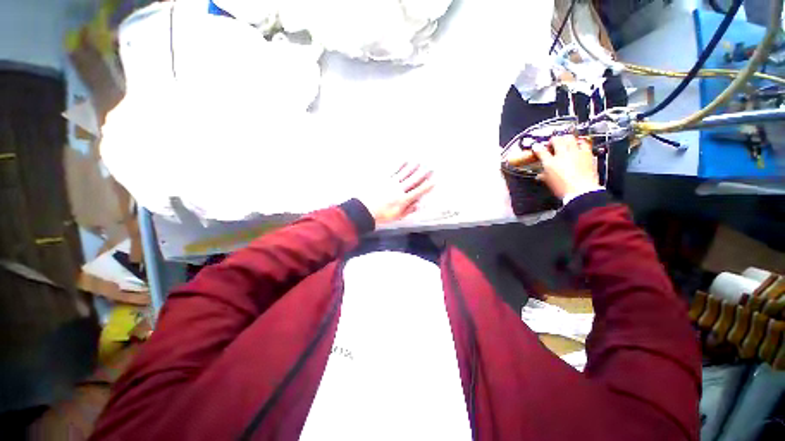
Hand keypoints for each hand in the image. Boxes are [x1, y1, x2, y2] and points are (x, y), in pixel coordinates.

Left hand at [358, 163, 434, 226]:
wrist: (364, 209)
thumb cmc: (381, 215)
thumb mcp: (396, 216)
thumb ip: (408, 210)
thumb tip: (419, 205)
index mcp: (403, 200)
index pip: (418, 191)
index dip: (426, 186)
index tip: (434, 181)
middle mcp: (399, 189)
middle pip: (413, 180)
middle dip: (423, 174)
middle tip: (431, 167)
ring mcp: (390, 182)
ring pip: (404, 173)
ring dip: (413, 167)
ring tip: (419, 162)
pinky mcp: (383, 178)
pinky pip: (393, 170)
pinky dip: (399, 165)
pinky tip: (404, 161)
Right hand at [533, 136, 600, 199]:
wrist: (582, 192)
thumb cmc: (564, 189)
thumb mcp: (549, 182)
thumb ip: (543, 175)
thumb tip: (540, 174)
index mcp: (550, 163)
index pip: (540, 151)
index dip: (537, 148)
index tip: (536, 148)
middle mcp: (562, 155)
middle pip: (556, 140)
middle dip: (552, 140)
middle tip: (552, 144)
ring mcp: (576, 153)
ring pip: (570, 138)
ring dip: (565, 139)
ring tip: (565, 142)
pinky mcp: (587, 154)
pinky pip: (583, 143)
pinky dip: (579, 142)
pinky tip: (578, 144)